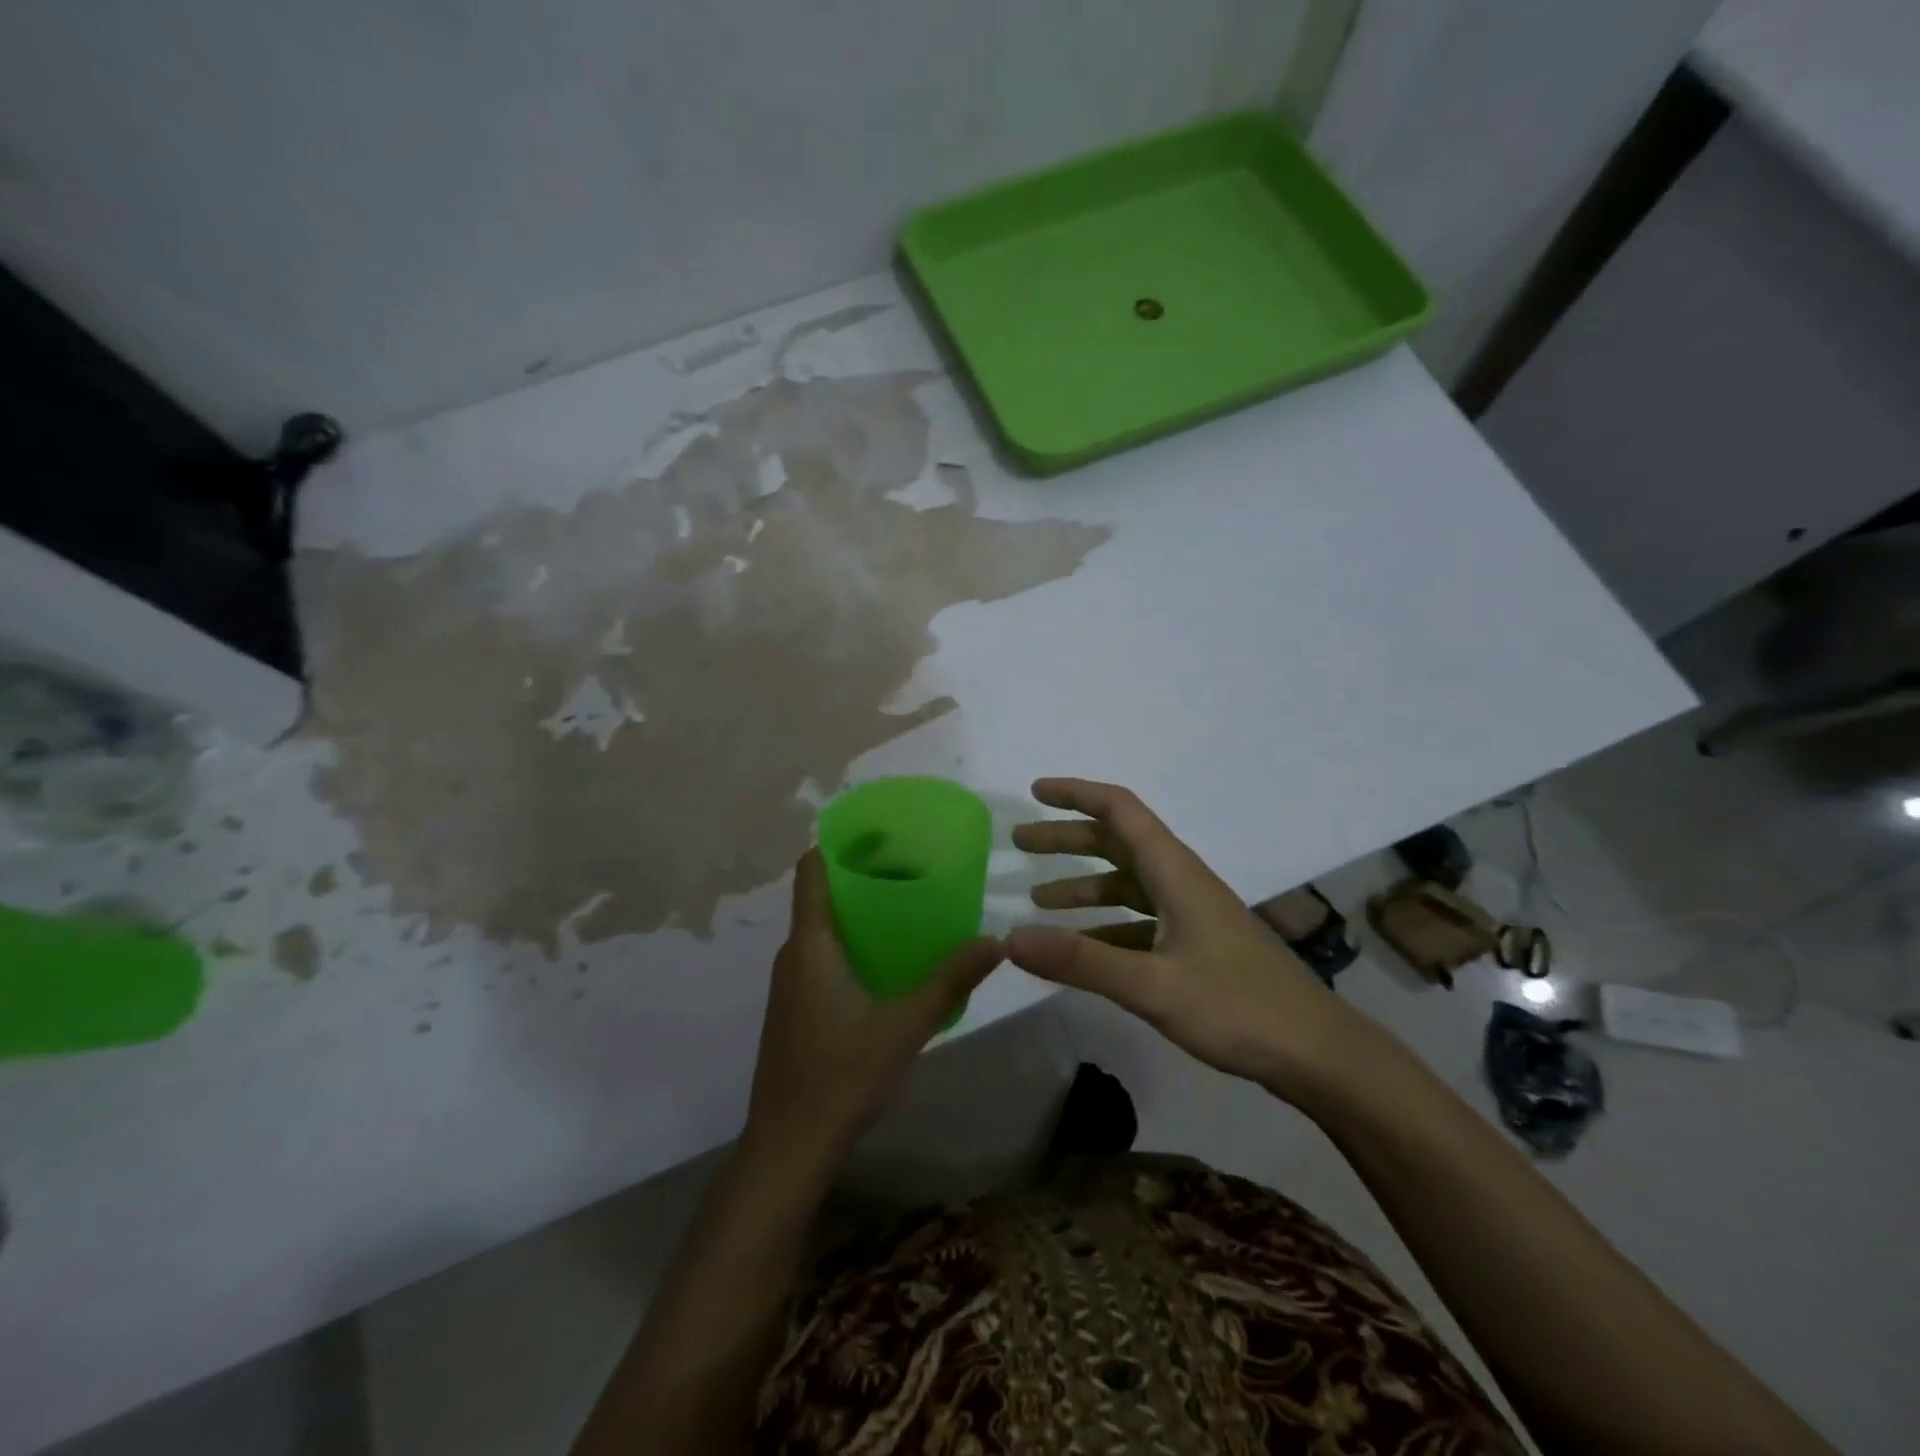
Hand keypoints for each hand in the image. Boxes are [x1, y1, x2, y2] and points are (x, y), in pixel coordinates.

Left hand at [744, 849, 1003, 1167]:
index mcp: (810, 945)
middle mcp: (793, 954)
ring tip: (906, 906)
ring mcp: (789, 983)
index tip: (880, 831)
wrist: (788, 1147)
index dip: (839, 844)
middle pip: (820, 895)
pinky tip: (886, 959)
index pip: (811, 871)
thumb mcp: (905, 1026)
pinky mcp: (794, 1007)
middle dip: (861, 875)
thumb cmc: (841, 1076)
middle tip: (911, 867)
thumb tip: (995, 941)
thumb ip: (949, 981)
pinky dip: (850, 941)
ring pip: (821, 927)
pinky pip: (820, 954)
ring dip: (857, 911)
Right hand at [1007, 778, 1372, 1103]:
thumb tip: (1010, 938)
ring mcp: (1190, 914)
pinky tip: (1080, 948)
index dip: (1076, 794)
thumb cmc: (1238, 1007)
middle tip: (1020, 845)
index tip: (1035, 793)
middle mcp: (1180, 881)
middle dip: (1067, 839)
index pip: (1120, 810)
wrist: (1316, 1053)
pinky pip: (1138, 921)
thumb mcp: (1152, 985)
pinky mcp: (1195, 946)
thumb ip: (1080, 961)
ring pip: (1126, 884)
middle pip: (1117, 843)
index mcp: (1174, 871)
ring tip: (1037, 898)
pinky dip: (1104, 925)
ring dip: (1082, 885)